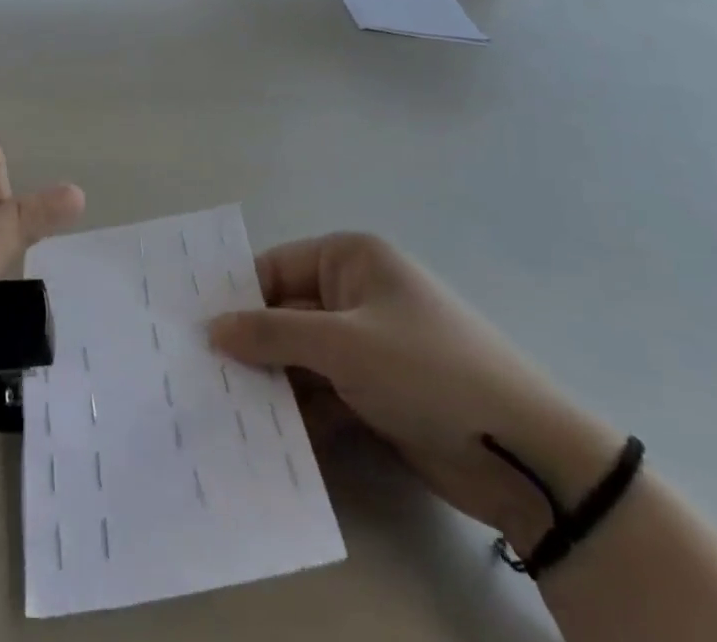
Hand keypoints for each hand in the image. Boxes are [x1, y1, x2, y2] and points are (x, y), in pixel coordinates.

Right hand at [209, 233, 621, 553]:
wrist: (523, 455)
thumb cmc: (426, 370)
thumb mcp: (342, 345)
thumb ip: (272, 333)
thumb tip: (212, 327)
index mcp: (350, 259)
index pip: (275, 268)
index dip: (236, 296)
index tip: (193, 327)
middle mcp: (355, 294)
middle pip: (285, 315)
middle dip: (250, 346)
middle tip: (198, 373)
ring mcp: (367, 347)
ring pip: (301, 359)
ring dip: (272, 385)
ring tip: (221, 411)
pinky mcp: (376, 394)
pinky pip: (323, 395)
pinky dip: (300, 414)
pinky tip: (265, 439)